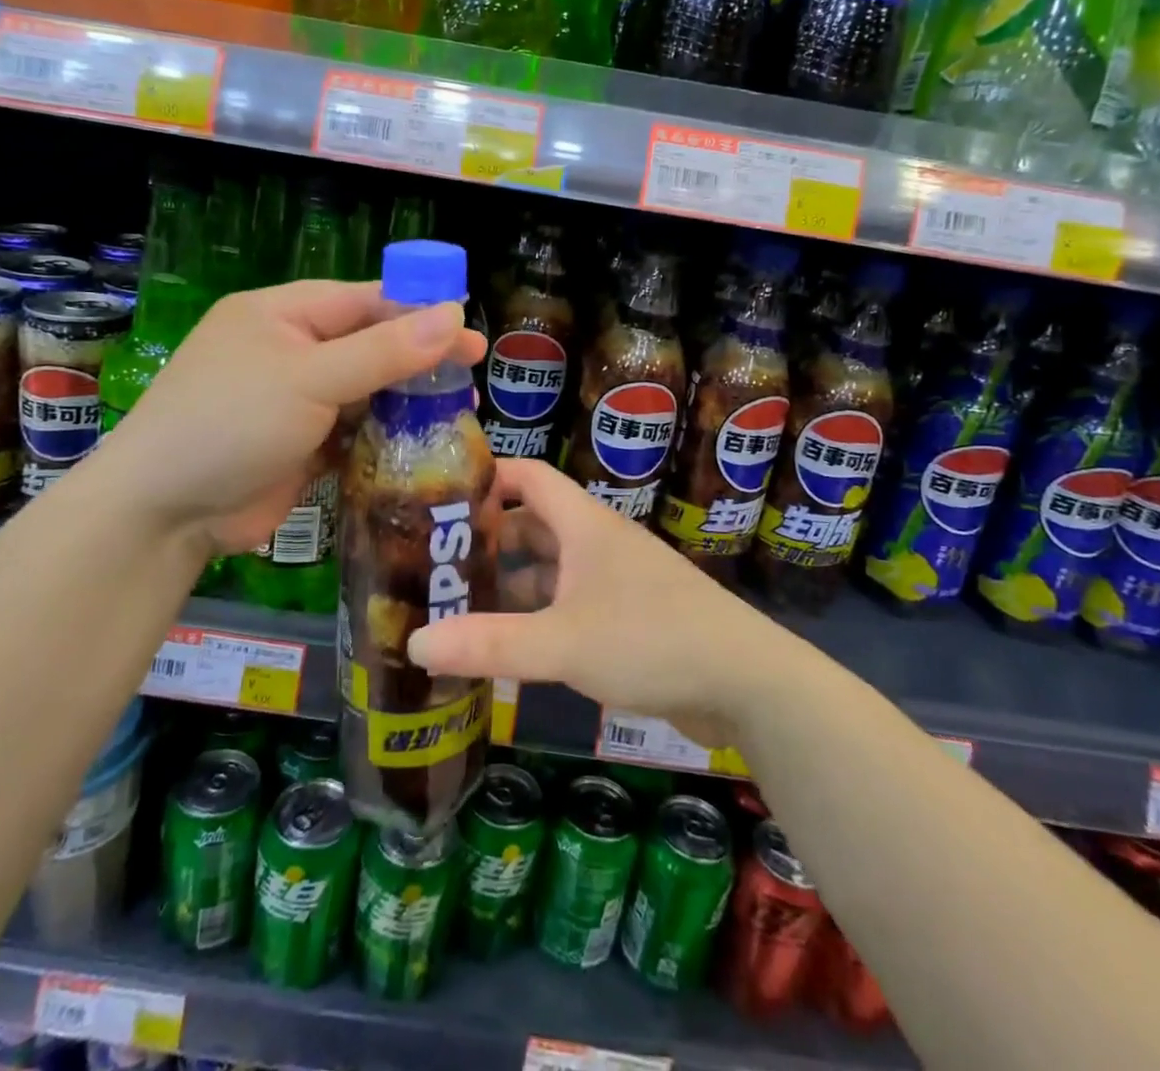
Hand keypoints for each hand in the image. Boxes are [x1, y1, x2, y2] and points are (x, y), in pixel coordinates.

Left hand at [98, 281, 483, 552]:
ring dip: (408, 400)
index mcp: (283, 315)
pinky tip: (424, 443)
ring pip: (367, 390)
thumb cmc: (231, 423)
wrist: (164, 513)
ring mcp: (297, 400)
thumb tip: (453, 313)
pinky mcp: (303, 443)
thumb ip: (384, 349)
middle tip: (472, 374)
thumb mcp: (311, 378)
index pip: (365, 301)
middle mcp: (292, 351)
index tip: (469, 330)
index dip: (419, 312)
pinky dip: (387, 435)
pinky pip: (356, 429)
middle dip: (419, 359)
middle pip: (370, 344)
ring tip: (460, 410)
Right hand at [407, 460, 784, 744]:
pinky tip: (510, 645)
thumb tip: (415, 642)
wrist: (744, 682)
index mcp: (585, 526)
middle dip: (489, 539)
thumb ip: (490, 643)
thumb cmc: (651, 639)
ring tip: (460, 604)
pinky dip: (539, 616)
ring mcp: (616, 582)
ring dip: (512, 583)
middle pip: (535, 525)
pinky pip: (570, 605)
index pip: (530, 477)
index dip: (489, 476)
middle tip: (437, 561)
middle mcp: (599, 544)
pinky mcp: (629, 619)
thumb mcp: (562, 642)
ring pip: (552, 570)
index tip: (442, 494)